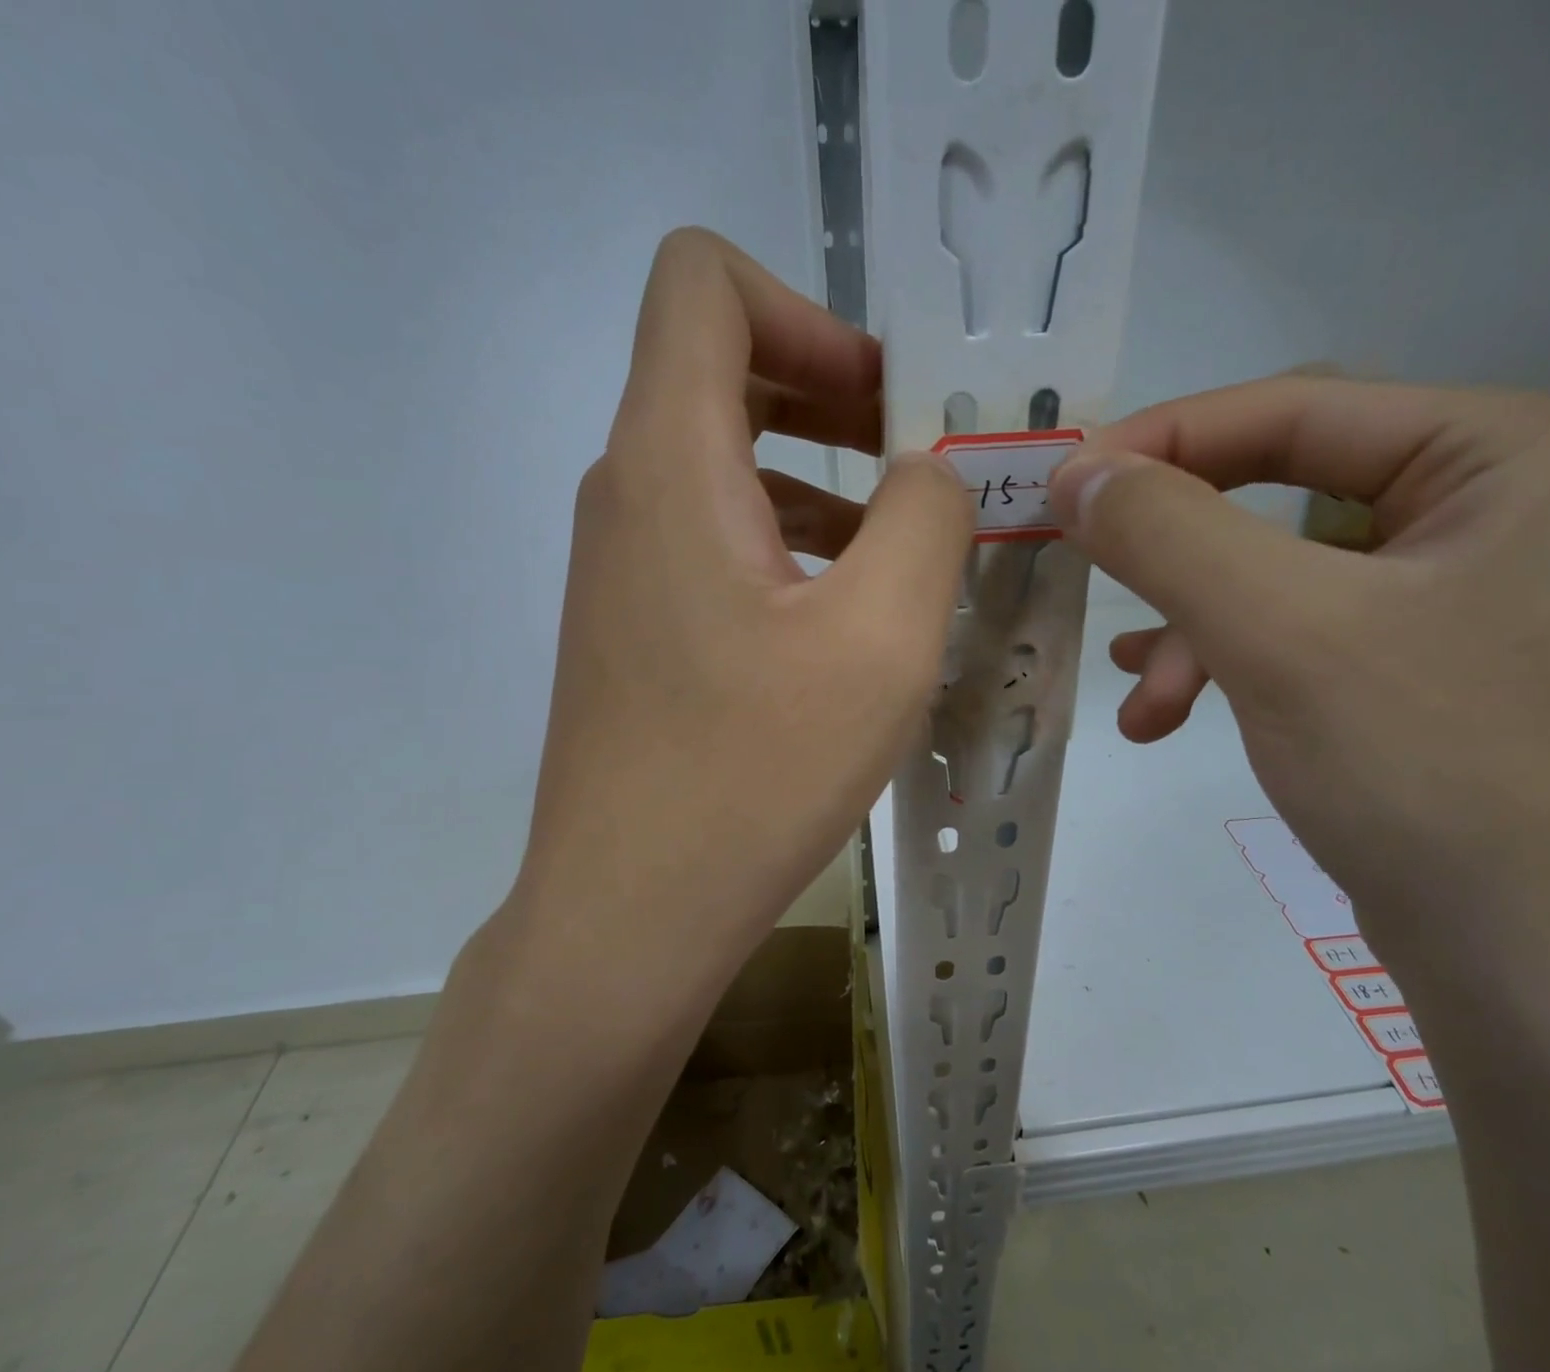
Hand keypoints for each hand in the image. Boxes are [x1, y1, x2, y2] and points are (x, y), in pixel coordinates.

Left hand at [510, 228, 968, 988]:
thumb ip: (927, 517)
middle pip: (718, 369)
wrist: (632, 909)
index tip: (885, 402)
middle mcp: (626, 493)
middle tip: (920, 466)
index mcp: (668, 461)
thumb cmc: (754, 773)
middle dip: (832, 395)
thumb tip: (927, 472)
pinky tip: (845, 618)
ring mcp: (621, 565)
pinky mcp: (635, 626)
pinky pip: (714, 539)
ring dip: (820, 481)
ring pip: (722, 464)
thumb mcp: (881, 638)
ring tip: (903, 553)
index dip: (807, 312)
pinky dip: (787, 543)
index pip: (701, 283)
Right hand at [1046, 378, 1549, 971]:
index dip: (1164, 441)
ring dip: (1192, 632)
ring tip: (1142, 702)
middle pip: (1284, 495)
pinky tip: (1167, 713)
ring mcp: (1469, 596)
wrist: (1547, 979)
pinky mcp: (1431, 671)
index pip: (1297, 409)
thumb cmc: (1431, 774)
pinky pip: (1301, 637)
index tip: (1063, 490)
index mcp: (1509, 453)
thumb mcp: (1280, 633)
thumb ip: (1167, 534)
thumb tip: (1075, 473)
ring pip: (1279, 578)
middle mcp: (1501, 507)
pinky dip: (1227, 669)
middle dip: (1179, 562)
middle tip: (1095, 590)